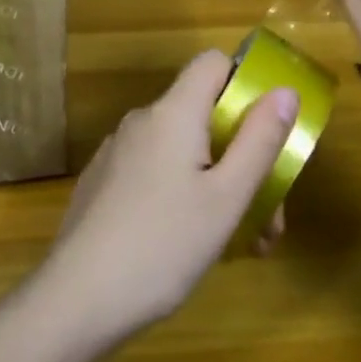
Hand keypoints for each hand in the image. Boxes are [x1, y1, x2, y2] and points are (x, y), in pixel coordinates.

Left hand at [41, 51, 297, 341]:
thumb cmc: (163, 245)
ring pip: (181, 150)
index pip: (212, 62)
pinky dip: (182, 193)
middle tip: (268, 217)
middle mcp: (141, 121)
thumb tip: (284, 90)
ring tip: (240, 243)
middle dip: (242, 154)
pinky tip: (190, 245)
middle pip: (203, 114)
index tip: (268, 128)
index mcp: (172, 113)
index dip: (245, 82)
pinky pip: (155, 171)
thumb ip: (259, 140)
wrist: (76, 299)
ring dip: (217, 182)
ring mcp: (117, 152)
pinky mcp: (103, 183)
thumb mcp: (226, 198)